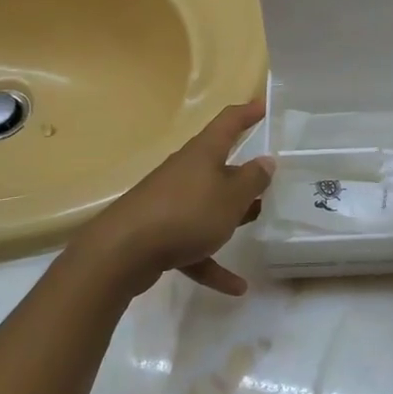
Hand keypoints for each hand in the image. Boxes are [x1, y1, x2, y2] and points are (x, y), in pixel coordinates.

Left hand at [70, 100, 273, 297]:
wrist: (123, 252)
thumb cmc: (187, 213)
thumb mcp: (232, 196)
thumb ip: (253, 179)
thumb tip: (266, 161)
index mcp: (204, 153)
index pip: (229, 122)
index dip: (248, 112)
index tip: (264, 106)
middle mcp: (186, 171)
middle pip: (219, 165)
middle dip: (244, 173)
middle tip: (269, 179)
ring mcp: (170, 201)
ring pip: (208, 204)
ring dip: (230, 215)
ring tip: (256, 223)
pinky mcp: (159, 231)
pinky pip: (194, 243)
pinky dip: (212, 261)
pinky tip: (236, 287)